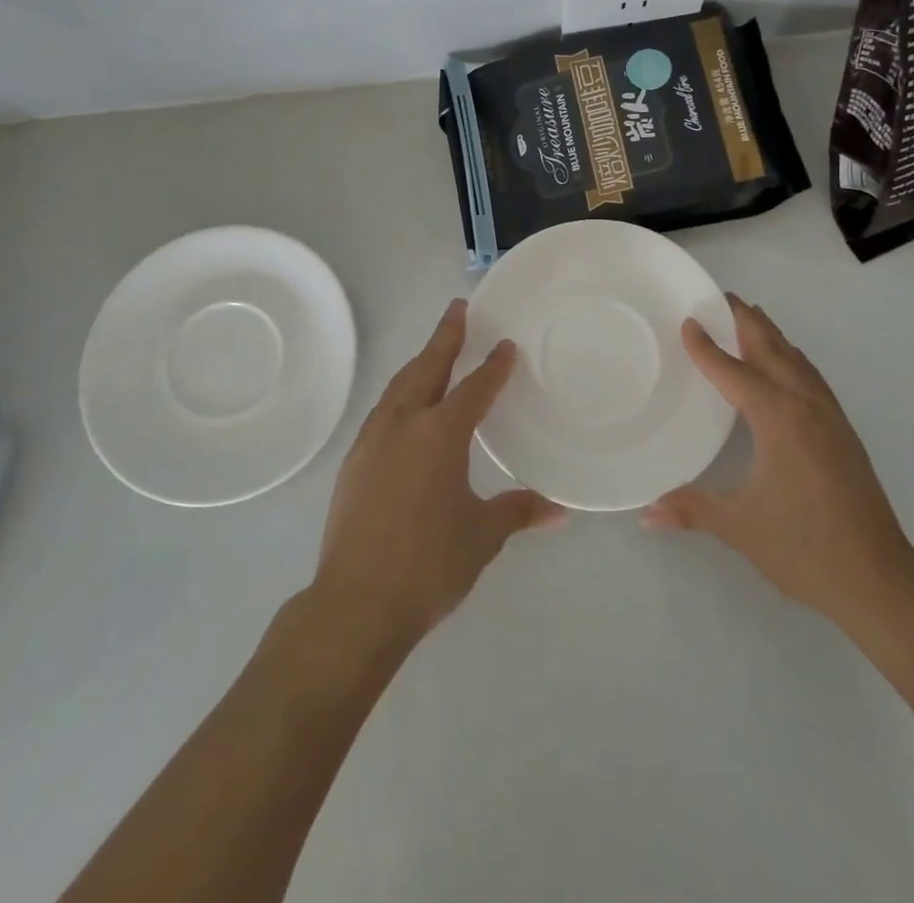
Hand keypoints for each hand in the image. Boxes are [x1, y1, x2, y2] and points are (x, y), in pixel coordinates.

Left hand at [311, 299, 564, 650]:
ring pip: (399, 386)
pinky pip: (382, 411)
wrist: (355, 604)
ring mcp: (372, 441)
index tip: (505, 343)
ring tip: (434, 351)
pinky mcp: (353, 463)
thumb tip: (560, 509)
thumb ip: (519, 512)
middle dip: (445, 337)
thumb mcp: (482, 536)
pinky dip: (400, 394)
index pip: (473, 388)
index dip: (493, 365)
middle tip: (459, 309)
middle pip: (427, 368)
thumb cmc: (428, 565)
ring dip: (420, 363)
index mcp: (440, 434)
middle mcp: (403, 425)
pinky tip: (405, 408)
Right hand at [644, 294, 913, 639]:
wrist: (879, 578)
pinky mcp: (843, 432)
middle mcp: (805, 405)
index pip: (734, 371)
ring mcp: (830, 417)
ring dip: (771, 335)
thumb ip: (691, 509)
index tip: (688, 321)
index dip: (707, 347)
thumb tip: (645, 512)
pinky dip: (792, 357)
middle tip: (721, 297)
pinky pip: (811, 377)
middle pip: (772, 349)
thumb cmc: (804, 547)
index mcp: (778, 418)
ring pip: (796, 359)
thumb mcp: (739, 527)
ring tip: (749, 317)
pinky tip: (787, 364)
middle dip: (746, 321)